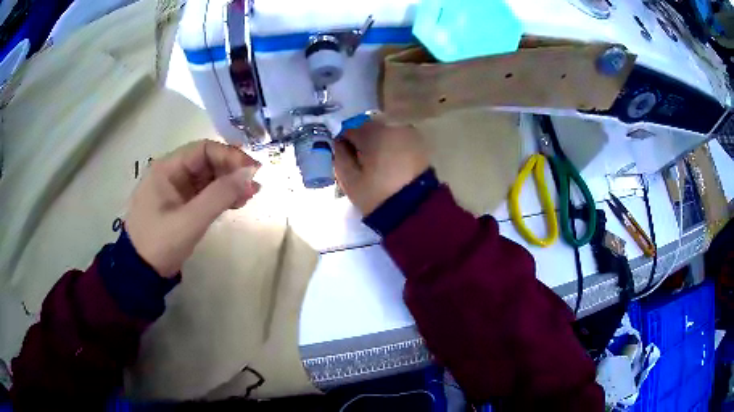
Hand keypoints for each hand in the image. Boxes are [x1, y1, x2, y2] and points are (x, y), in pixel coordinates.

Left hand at [126, 140, 260, 277]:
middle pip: (207, 162)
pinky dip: (221, 196)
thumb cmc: (160, 243)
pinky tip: (237, 203)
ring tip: (250, 195)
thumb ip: (219, 195)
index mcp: (166, 168)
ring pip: (207, 177)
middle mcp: (171, 173)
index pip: (203, 150)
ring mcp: (176, 189)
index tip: (252, 171)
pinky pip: (204, 193)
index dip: (229, 156)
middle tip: (254, 186)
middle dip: (231, 171)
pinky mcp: (181, 205)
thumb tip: (250, 174)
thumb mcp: (190, 221)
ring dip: (229, 184)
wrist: (142, 273)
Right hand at [334, 119, 429, 214]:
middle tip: (362, 165)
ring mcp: (408, 132)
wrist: (416, 209)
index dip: (343, 145)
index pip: (348, 130)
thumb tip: (337, 143)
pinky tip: (392, 165)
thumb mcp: (349, 180)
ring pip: (384, 133)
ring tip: (378, 166)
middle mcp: (391, 125)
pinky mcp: (420, 143)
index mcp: (371, 132)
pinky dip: (393, 148)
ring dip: (378, 144)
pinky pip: (399, 139)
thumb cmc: (377, 194)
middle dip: (362, 143)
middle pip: (368, 129)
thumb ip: (339, 156)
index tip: (344, 160)